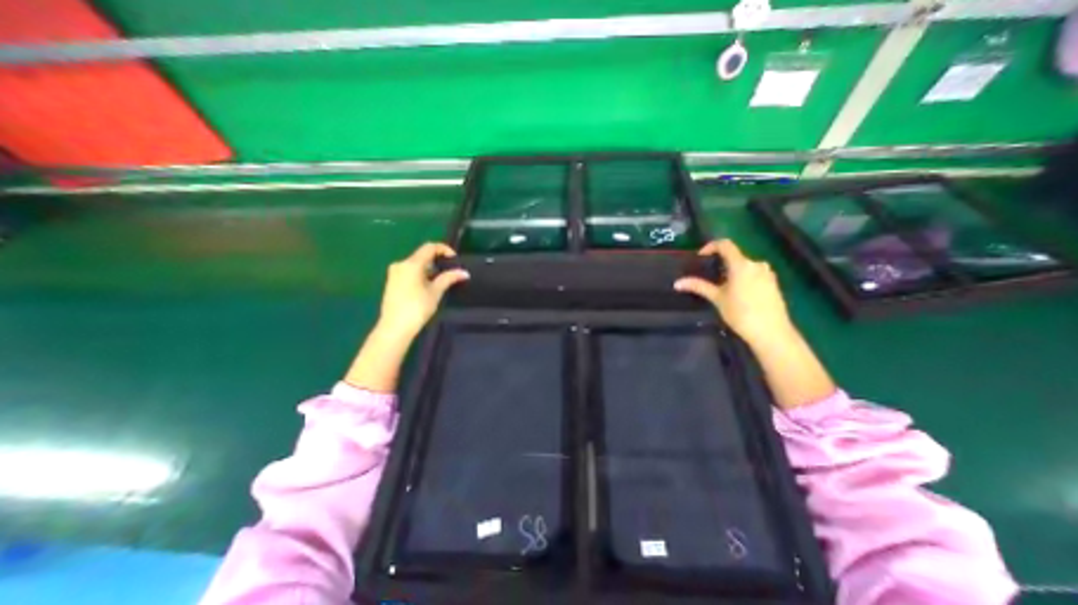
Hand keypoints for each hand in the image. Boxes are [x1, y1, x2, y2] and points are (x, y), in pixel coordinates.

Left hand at [375, 243, 466, 341]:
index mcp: (411, 264)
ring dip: (429, 269)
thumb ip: (449, 278)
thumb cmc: (417, 308)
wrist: (395, 327)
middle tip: (450, 272)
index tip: (455, 260)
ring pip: (415, 264)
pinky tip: (427, 287)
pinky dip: (420, 274)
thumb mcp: (436, 292)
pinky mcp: (392, 282)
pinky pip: (409, 272)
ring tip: (440, 282)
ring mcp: (394, 273)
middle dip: (437, 261)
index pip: (430, 247)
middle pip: (422, 255)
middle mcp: (400, 264)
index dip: (444, 249)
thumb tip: (464, 272)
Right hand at [677, 238, 793, 346]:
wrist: (772, 333)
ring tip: (721, 286)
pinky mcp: (773, 283)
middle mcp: (757, 264)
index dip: (711, 246)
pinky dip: (742, 278)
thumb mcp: (717, 299)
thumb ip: (699, 286)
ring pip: (744, 266)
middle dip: (720, 263)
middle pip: (735, 256)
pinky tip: (737, 294)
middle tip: (708, 276)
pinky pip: (754, 274)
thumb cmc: (741, 314)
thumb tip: (677, 283)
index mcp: (742, 265)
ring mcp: (767, 273)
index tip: (700, 257)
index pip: (725, 245)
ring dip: (731, 271)